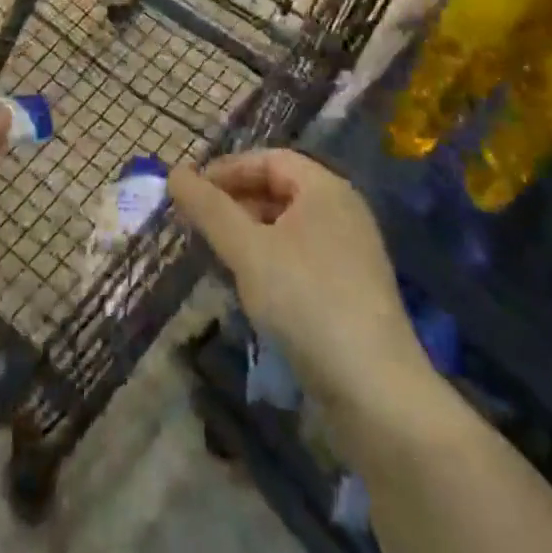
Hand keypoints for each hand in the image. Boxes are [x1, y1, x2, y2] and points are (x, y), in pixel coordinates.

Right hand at [170, 151, 429, 423]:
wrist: (377, 393)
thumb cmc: (307, 302)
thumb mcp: (248, 251)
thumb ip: (210, 210)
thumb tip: (174, 172)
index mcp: (325, 188)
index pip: (269, 159)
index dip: (228, 169)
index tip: (191, 191)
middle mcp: (343, 211)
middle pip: (280, 190)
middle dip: (236, 202)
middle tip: (198, 224)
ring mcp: (352, 253)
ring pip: (289, 227)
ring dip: (250, 234)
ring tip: (217, 256)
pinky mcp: (353, 291)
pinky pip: (302, 257)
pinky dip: (272, 261)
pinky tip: (251, 288)